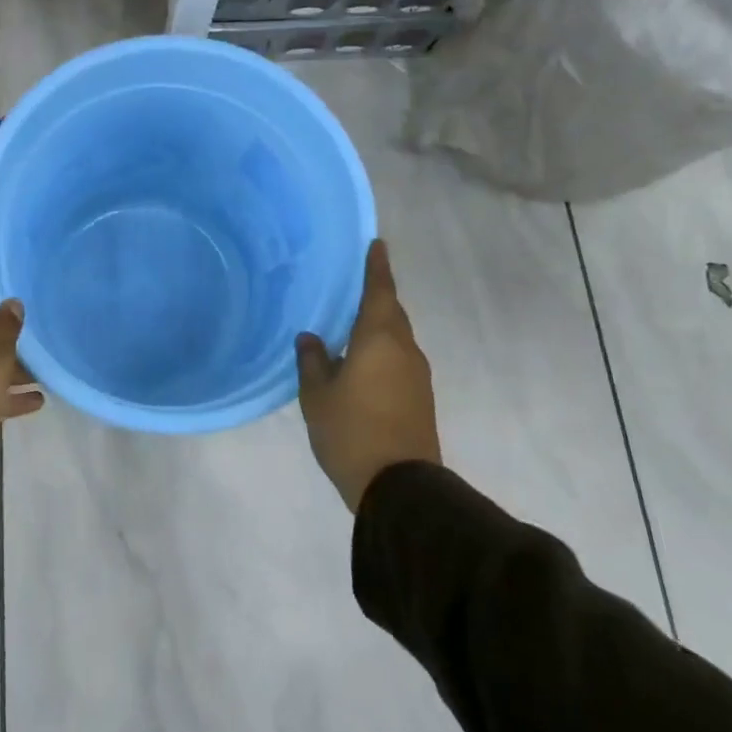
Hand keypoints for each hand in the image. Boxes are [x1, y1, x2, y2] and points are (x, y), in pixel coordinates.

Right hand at [297, 240, 440, 511]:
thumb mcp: (317, 395)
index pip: (380, 291)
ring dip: (378, 325)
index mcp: (379, 339)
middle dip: (376, 295)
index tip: (377, 244)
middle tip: (353, 285)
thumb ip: (313, 361)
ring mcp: (416, 375)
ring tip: (351, 323)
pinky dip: (382, 350)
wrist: (399, 487)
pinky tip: (362, 360)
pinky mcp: (420, 397)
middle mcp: (404, 349)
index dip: (377, 266)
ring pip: (396, 337)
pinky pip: (398, 359)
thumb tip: (311, 338)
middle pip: (391, 312)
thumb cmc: (351, 431)